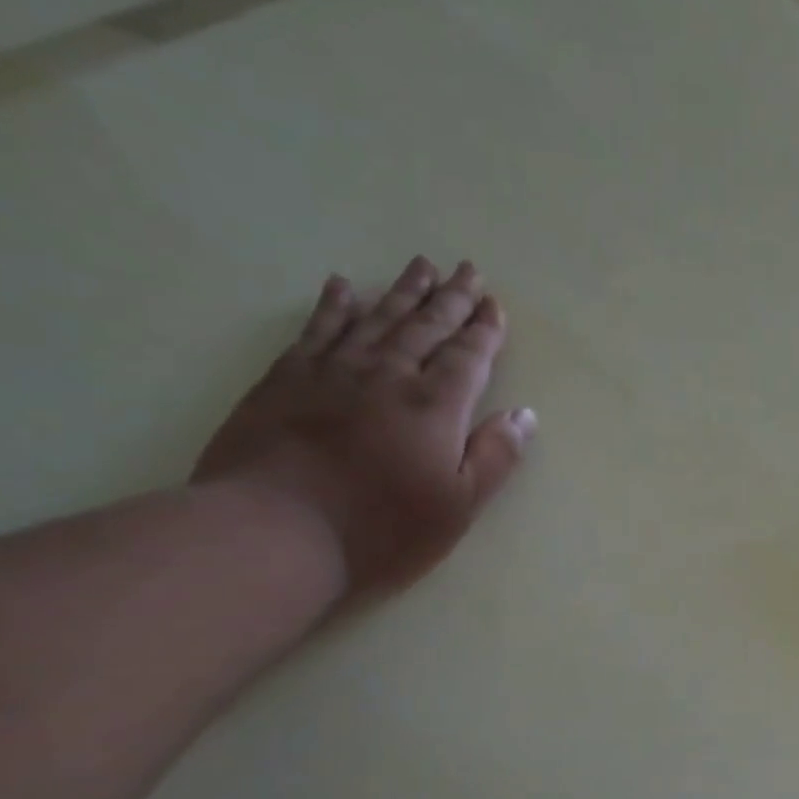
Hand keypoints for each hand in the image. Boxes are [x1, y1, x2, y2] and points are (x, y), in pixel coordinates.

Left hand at [193, 256, 535, 595]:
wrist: (274, 533)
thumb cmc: (381, 531)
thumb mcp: (458, 507)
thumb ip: (494, 457)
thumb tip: (524, 415)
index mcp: (434, 408)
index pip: (467, 357)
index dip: (484, 330)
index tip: (494, 305)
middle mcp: (387, 376)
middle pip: (425, 328)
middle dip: (450, 299)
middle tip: (467, 270)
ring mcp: (332, 373)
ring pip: (376, 319)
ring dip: (402, 292)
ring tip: (422, 266)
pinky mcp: (285, 380)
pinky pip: (317, 330)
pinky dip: (334, 306)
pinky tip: (343, 287)